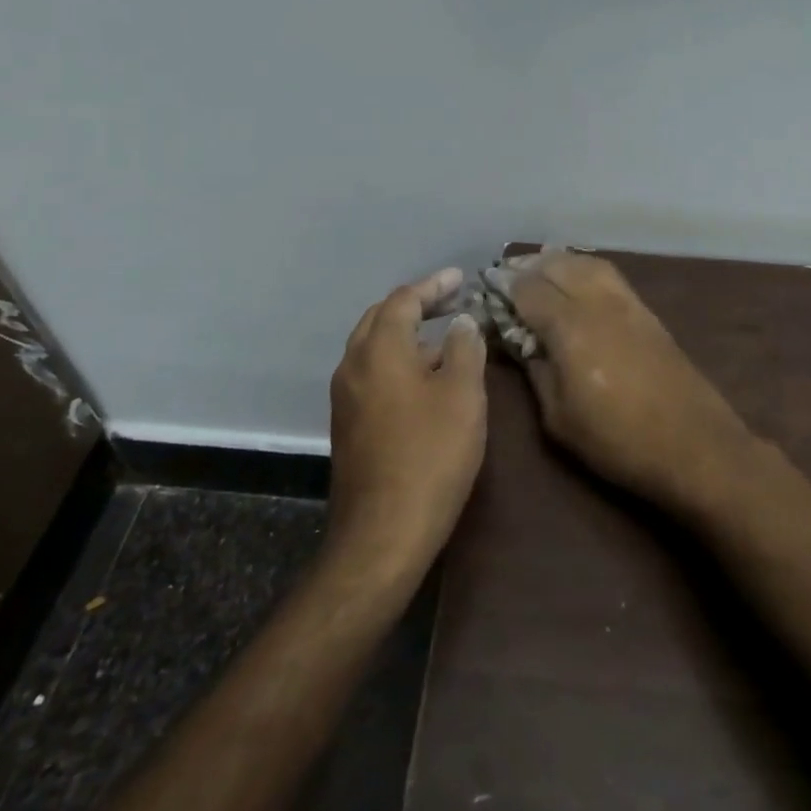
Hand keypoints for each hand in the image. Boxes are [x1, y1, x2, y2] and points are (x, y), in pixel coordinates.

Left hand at [327, 267, 487, 576]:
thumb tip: (461, 322)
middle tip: (451, 300)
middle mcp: (353, 365)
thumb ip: (464, 349)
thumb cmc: (430, 456)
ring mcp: (346, 397)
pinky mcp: (348, 424)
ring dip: (407, 334)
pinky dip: (398, 360)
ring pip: (374, 347)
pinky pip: (372, 373)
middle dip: (416, 304)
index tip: (460, 277)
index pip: (404, 300)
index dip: (433, 285)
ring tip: (444, 337)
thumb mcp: (463, 396)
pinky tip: (424, 378)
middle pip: (381, 318)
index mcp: (379, 350)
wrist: (383, 532)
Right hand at [506, 251, 757, 516]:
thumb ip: (536, 370)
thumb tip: (520, 340)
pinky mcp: (646, 310)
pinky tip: (576, 283)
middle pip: (555, 264)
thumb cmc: (617, 441)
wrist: (693, 444)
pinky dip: (583, 268)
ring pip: (584, 262)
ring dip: (557, 262)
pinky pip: (607, 274)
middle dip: (526, 268)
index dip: (502, 288)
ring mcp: (626, 302)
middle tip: (507, 280)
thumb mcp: (559, 418)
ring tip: (538, 274)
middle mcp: (597, 302)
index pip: (527, 289)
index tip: (485, 293)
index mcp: (569, 327)